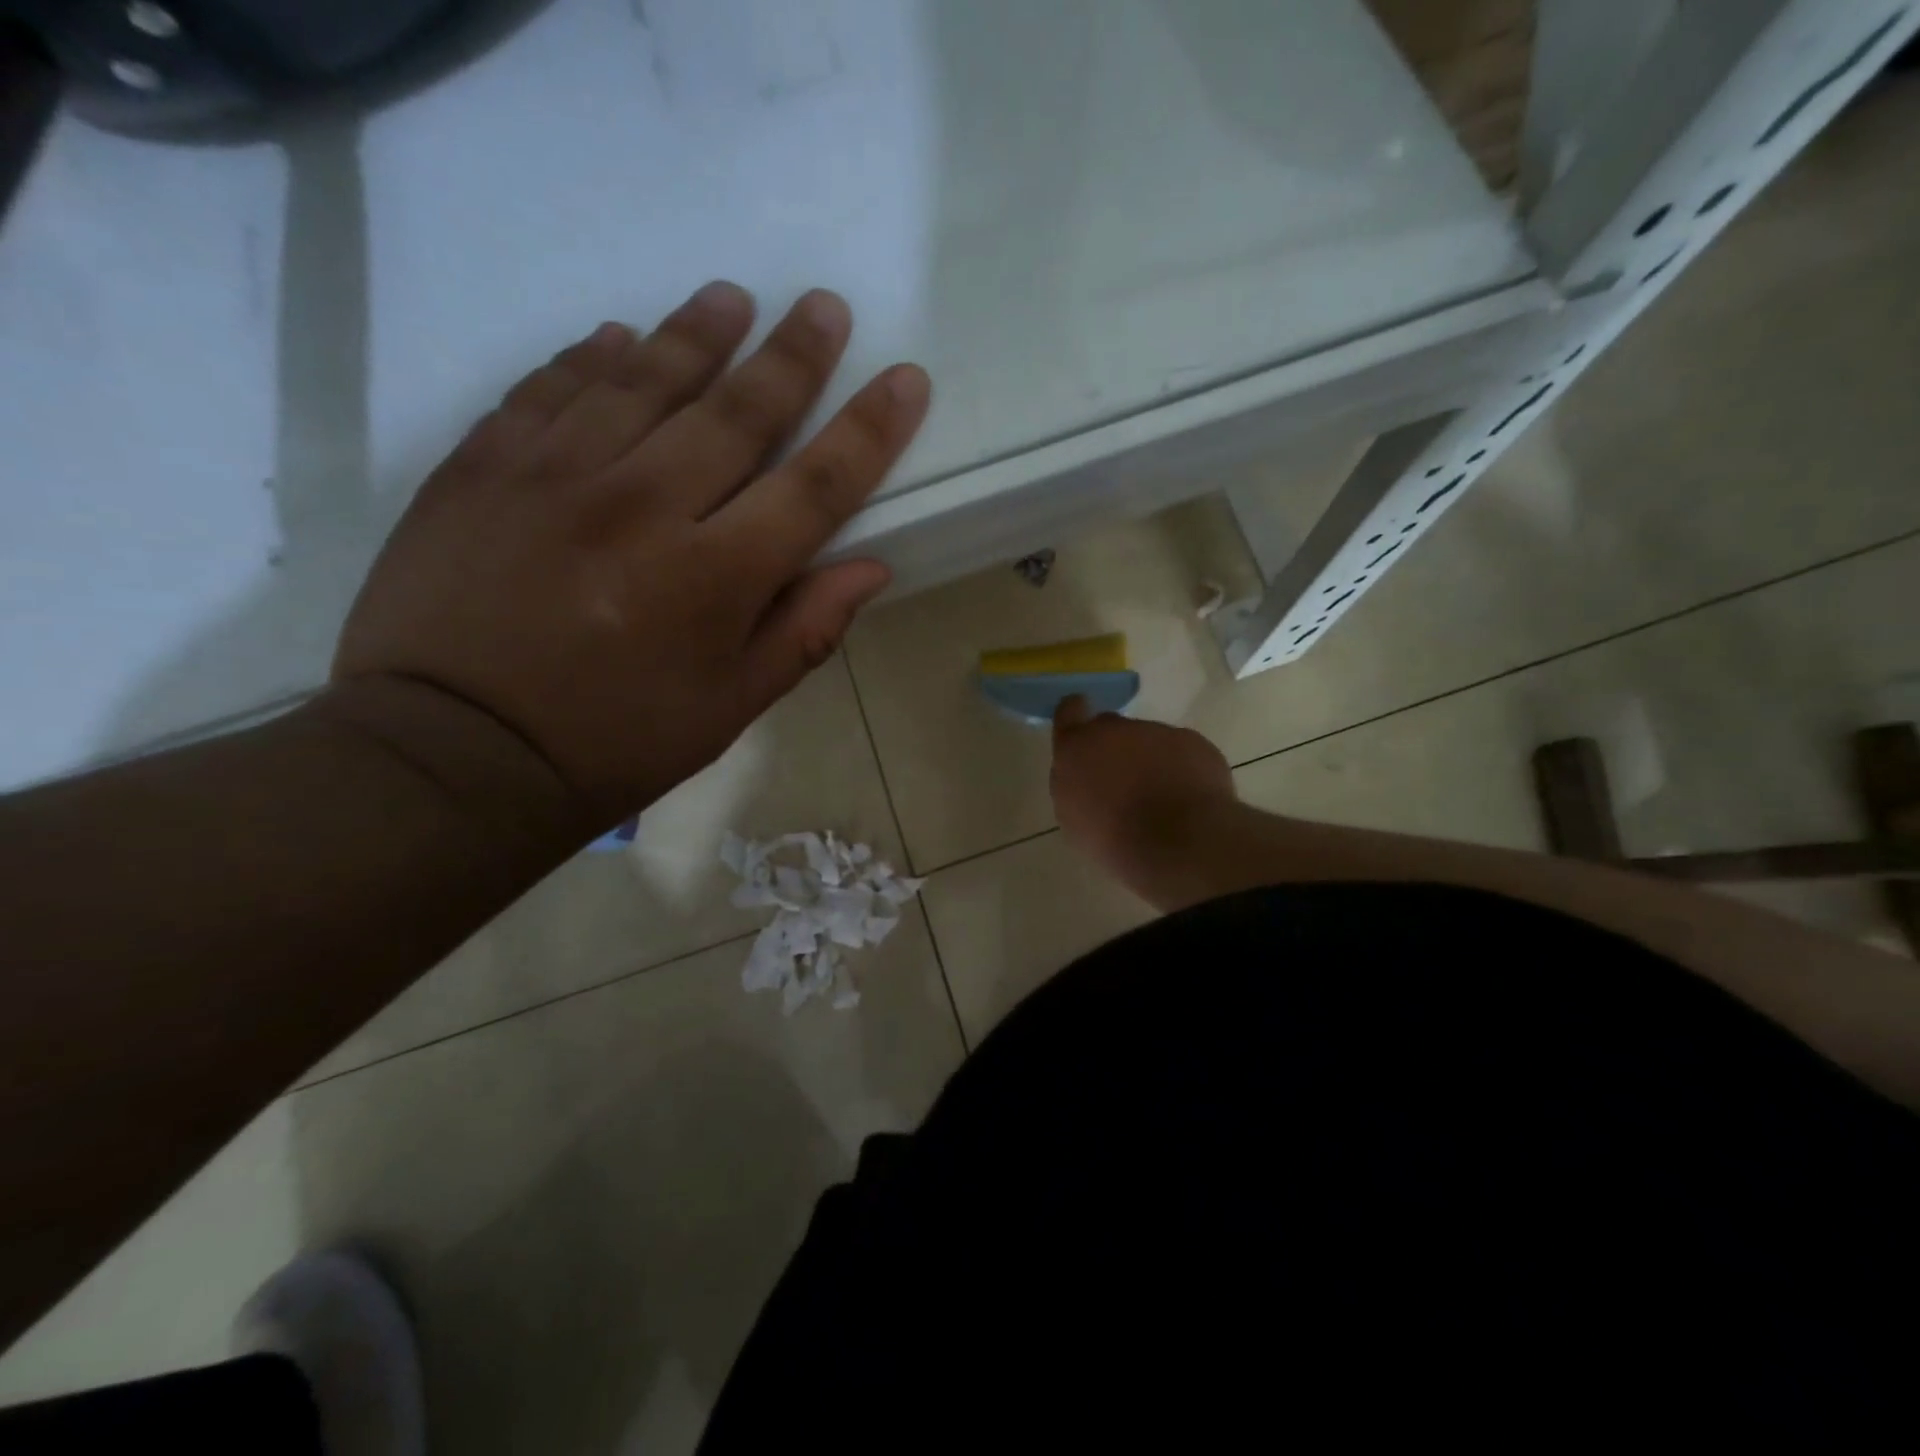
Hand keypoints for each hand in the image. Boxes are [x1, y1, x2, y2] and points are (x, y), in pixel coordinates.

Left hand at [331, 282, 930, 828]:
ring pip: (643, 380)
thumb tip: (871, 569)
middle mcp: (644, 508)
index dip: (868, 430)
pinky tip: (617, 337)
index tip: (904, 379)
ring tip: (730, 296)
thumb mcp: (730, 707)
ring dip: (696, 333)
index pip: (815, 486)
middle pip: (736, 412)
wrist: (455, 754)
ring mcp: (555, 476)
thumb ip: (804, 631)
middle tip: (823, 305)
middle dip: (792, 355)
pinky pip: (549, 389)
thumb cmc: (615, 742)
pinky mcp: (482, 467)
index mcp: (715, 578)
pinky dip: (589, 358)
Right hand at [1050, 696, 1235, 886]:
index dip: (1075, 719)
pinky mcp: (1193, 742)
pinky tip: (1186, 799)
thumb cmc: (1114, 840)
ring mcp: (1158, 731)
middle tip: (1123, 785)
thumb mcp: (1073, 820)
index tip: (1083, 736)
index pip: (1069, 711)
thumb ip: (1075, 785)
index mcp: (1078, 746)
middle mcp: (1115, 728)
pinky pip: (1181, 751)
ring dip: (1150, 761)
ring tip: (1161, 800)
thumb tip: (1086, 777)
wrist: (1178, 844)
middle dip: (1114, 749)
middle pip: (1111, 728)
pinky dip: (1181, 769)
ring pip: (1149, 741)